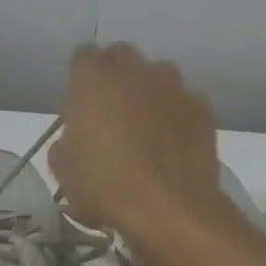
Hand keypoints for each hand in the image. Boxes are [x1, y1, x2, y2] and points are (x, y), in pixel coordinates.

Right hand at [50, 44, 223, 240]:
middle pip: (123, 57)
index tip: (80, 104)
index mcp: (94, 78)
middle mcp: (135, 71)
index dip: (82, 79)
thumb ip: (67, 140)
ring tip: (147, 129)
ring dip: (150, 94)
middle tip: (112, 112)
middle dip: (116, 77)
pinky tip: (174, 145)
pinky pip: (185, 103)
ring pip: (159, 77)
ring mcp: (174, 87)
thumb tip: (77, 138)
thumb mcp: (62, 169)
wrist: (168, 208)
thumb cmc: (104, 185)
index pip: (84, 57)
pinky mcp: (202, 109)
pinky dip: (178, 117)